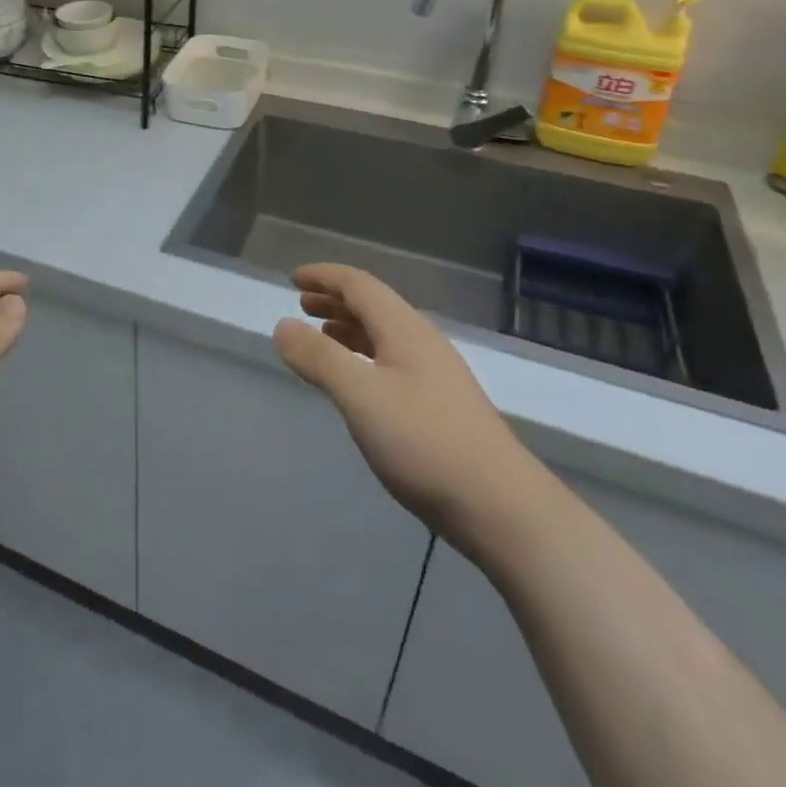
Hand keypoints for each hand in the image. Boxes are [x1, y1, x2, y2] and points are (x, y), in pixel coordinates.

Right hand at [274, 264, 546, 557]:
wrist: (503, 509)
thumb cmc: (425, 443)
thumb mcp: (361, 396)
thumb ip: (319, 358)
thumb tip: (282, 326)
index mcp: (404, 330)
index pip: (359, 285)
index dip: (324, 277)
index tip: (293, 279)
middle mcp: (422, 343)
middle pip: (374, 306)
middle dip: (335, 300)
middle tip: (301, 304)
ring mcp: (435, 375)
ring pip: (384, 335)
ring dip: (349, 327)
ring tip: (320, 335)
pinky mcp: (440, 406)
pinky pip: (391, 361)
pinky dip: (363, 355)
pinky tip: (355, 380)